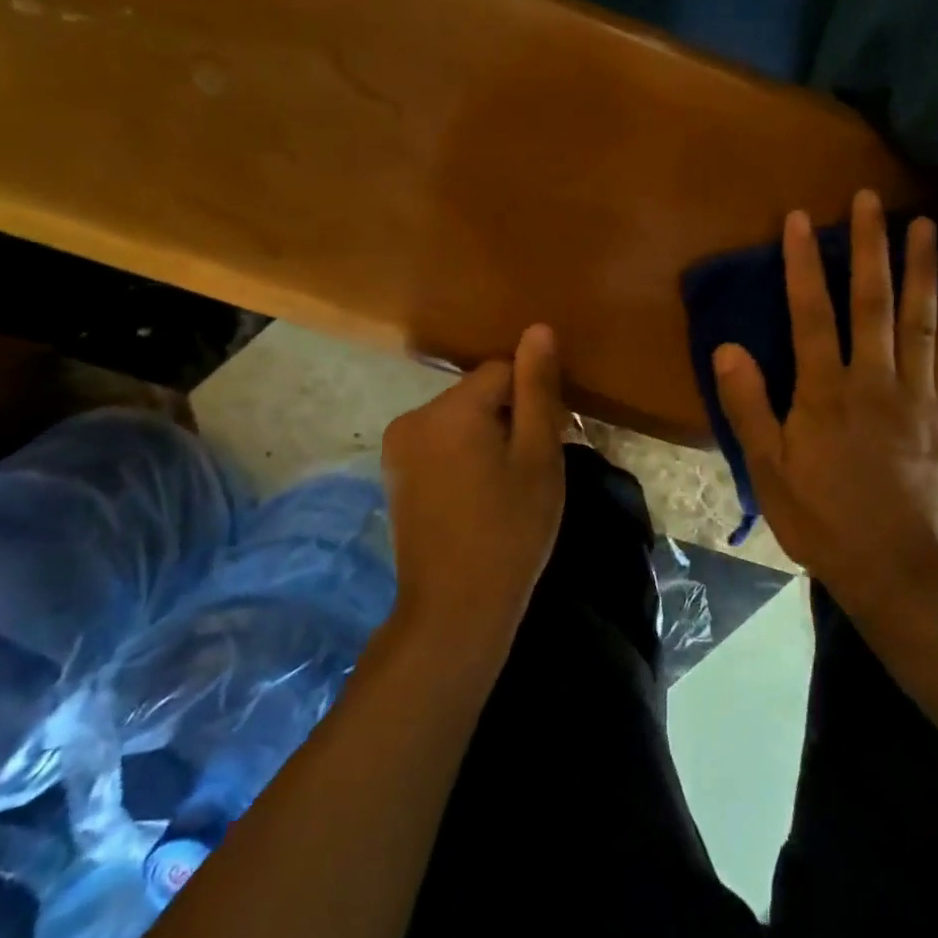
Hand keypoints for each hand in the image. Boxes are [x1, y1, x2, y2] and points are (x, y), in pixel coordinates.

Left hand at [382, 324, 567, 646]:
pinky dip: (461, 457)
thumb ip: (537, 389)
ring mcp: (397, 447)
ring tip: (502, 488)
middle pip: (477, 394)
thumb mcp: (538, 457)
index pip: (503, 371)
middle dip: (506, 418)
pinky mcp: (393, 473)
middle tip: (527, 471)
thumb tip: (537, 328)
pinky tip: (474, 497)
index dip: (531, 402)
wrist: (454, 609)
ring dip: (484, 438)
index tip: (544, 445)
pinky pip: (438, 443)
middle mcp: (414, 416)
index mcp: (451, 409)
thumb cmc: (510, 530)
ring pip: (458, 418)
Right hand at [713, 191, 937, 611]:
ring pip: (921, 321)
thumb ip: (748, 406)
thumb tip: (727, 347)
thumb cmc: (821, 517)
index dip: (804, 265)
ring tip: (925, 224)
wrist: (893, 566)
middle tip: (872, 201)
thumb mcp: (769, 469)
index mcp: (826, 395)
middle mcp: (876, 383)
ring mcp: (919, 397)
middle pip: (873, 304)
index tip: (802, 219)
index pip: (812, 315)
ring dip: (921, 269)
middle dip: (870, 248)